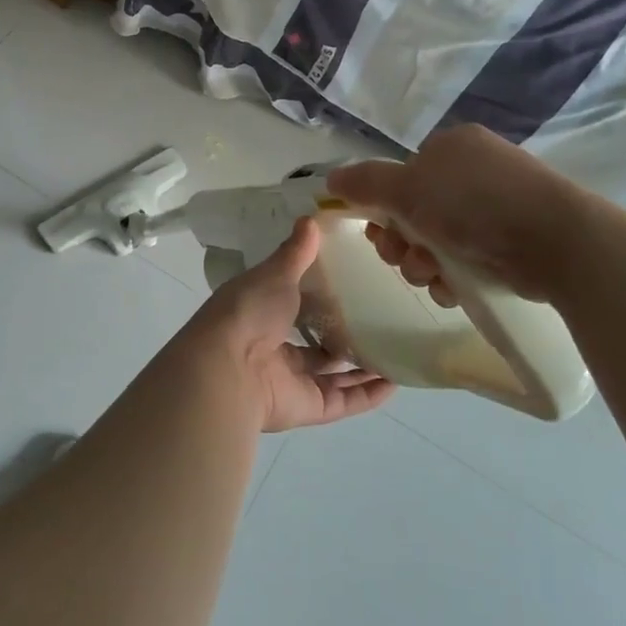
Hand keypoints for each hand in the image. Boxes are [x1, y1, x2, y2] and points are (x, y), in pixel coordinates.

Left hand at [185, 217, 393, 432]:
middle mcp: (274, 349)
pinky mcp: (308, 408)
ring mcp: (291, 381)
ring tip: (396, 349)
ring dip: (362, 366)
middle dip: (342, 336)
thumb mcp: (274, 274)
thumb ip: (295, 253)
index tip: (349, 282)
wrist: (228, 369)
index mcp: (260, 315)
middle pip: (314, 344)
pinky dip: (368, 395)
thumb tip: (311, 218)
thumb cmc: (249, 313)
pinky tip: (396, 381)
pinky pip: (344, 401)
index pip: (292, 305)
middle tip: (380, 319)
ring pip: (332, 375)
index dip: (317, 296)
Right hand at [326, 124, 581, 305]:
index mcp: (450, 148)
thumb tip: (330, 180)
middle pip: (414, 212)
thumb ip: (365, 183)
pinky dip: (453, 276)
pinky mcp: (514, 242)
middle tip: (405, 258)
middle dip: (402, 242)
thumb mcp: (408, 188)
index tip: (379, 231)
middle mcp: (472, 172)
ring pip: (437, 241)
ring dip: (423, 264)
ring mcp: (496, 207)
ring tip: (435, 276)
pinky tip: (455, 288)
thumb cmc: (474, 205)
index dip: (382, 206)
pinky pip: (466, 259)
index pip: (401, 176)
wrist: (558, 242)